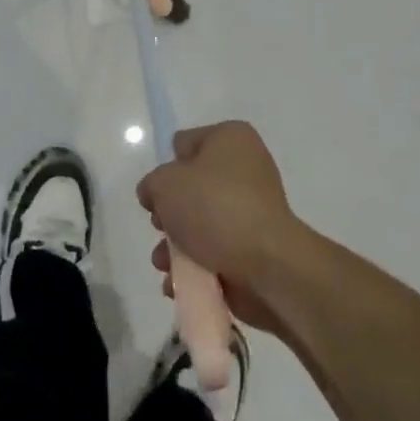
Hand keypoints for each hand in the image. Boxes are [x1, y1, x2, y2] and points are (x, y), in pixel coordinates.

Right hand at [137, 121, 303, 334]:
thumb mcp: (166, 183)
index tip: (160, 192)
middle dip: (169, 213)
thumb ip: (152, 183)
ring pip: (200, 224)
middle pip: (191, 187)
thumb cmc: (215, 208)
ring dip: (176, 246)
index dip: (168, 167)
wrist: (267, 264)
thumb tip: (156, 195)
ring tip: (165, 264)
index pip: (186, 144)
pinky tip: (178, 282)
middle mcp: (245, 168)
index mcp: (231, 138)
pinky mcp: (254, 247)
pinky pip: (215, 252)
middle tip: (161, 227)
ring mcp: (252, 210)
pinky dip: (195, 267)